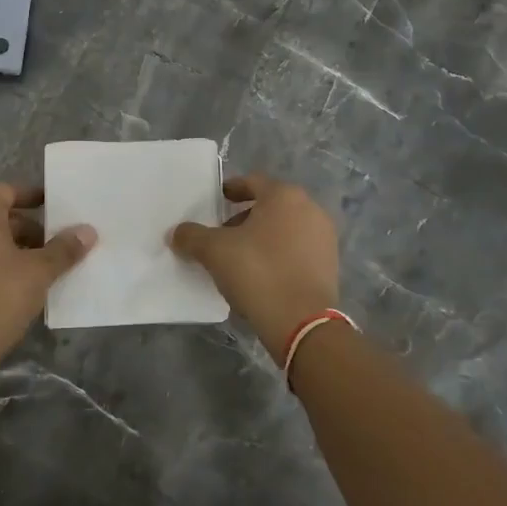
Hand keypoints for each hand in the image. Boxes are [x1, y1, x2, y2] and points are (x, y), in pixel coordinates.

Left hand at [0, 183, 95, 370]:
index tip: (56, 207)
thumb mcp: (39, 272)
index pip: (7, 191)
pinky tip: (20, 286)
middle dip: (29, 228)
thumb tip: (88, 230)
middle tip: (56, 245)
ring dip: (14, 248)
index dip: (33, 196)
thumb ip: (64, 249)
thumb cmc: (0, 297)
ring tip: (43, 268)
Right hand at [169, 174, 339, 363]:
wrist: (302, 322)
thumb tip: (176, 232)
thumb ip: (192, 236)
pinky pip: (297, 250)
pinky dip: (278, 255)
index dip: (231, 190)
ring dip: (261, 238)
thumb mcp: (214, 251)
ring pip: (284, 229)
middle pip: (270, 206)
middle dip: (244, 218)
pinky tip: (261, 275)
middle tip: (222, 235)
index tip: (217, 201)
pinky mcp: (330, 265)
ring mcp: (324, 238)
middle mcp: (310, 209)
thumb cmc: (258, 272)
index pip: (252, 182)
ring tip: (239, 258)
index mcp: (284, 196)